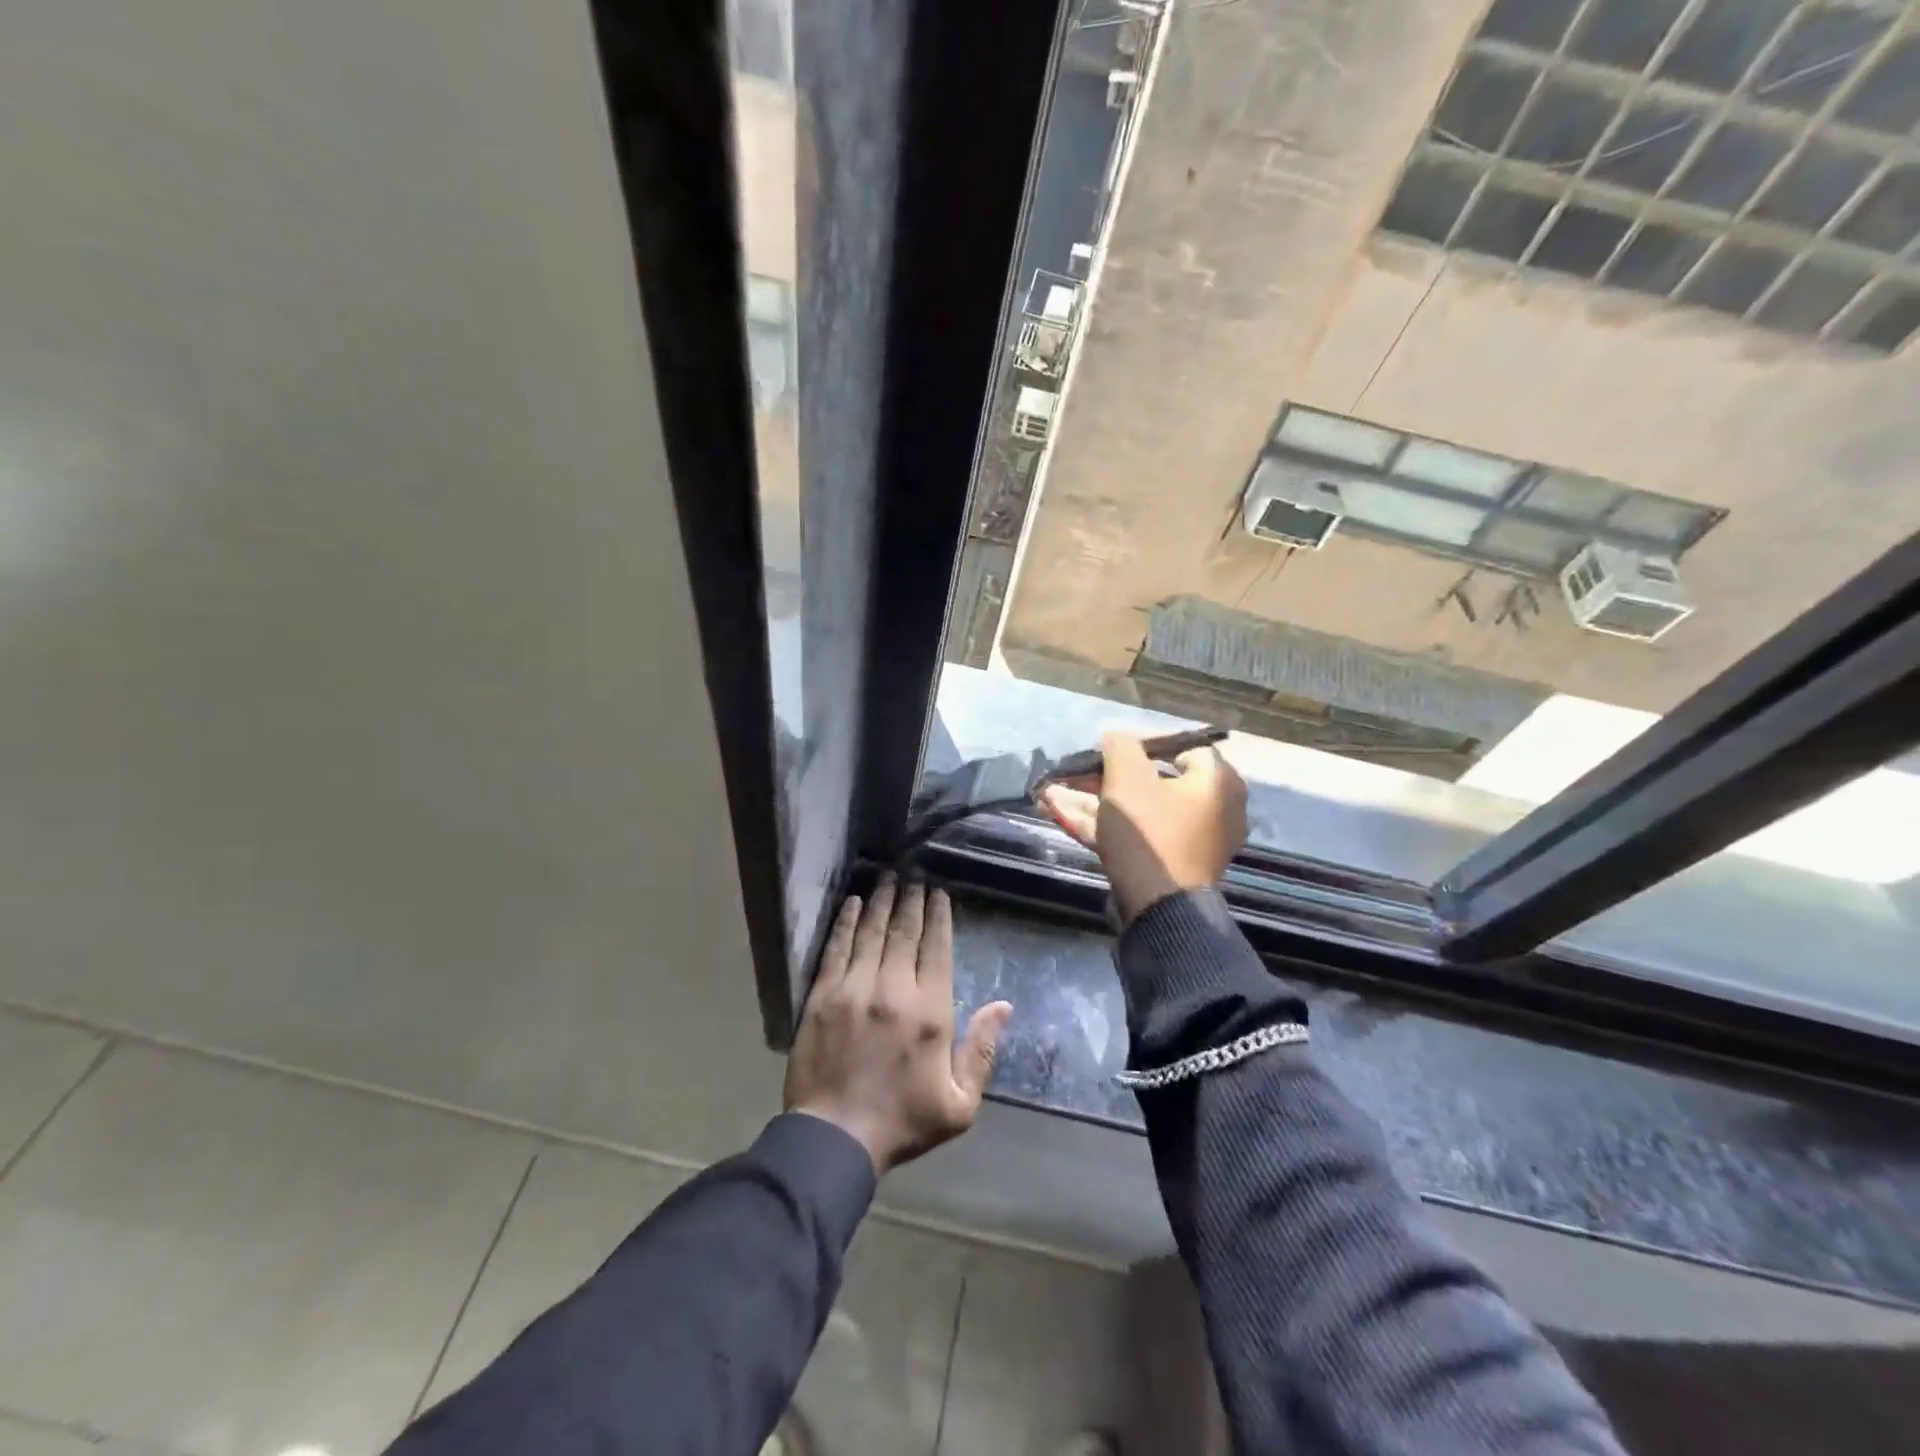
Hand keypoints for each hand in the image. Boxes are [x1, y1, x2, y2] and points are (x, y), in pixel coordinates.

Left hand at [785, 874, 1012, 1175]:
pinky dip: (846, 922)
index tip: (938, 893)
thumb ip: (983, 1051)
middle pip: (905, 932)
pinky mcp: (822, 996)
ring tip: (888, 877)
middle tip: (914, 875)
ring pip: (872, 932)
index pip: (937, 948)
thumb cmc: (902, 1122)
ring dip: (881, 901)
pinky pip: (836, 948)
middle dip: (911, 899)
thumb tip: (1002, 1006)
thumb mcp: (959, 1104)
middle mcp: (894, 989)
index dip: (938, 916)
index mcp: (930, 1012)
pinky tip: (853, 904)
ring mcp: (854, 989)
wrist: (835, 1138)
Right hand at [1040, 731, 1247, 924]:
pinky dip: (1105, 826)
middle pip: (1152, 781)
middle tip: (1073, 774)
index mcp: (1217, 780)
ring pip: (1138, 810)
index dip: (1139, 743)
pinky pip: (1138, 835)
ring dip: (1094, 801)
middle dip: (1103, 777)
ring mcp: (1194, 840)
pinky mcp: (1172, 864)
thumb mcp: (1127, 779)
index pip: (1179, 746)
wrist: (1160, 909)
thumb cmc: (1150, 833)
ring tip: (1052, 794)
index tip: (1105, 749)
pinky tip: (1062, 816)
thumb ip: (1120, 747)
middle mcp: (1215, 808)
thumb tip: (1116, 737)